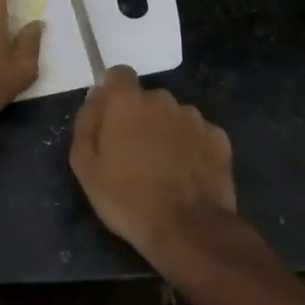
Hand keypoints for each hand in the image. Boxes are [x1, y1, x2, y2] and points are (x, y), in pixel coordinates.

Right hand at [70, 66, 236, 262]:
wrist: (188, 230)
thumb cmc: (127, 198)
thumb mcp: (85, 166)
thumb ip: (86, 123)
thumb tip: (95, 98)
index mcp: (127, 102)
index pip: (118, 74)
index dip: (113, 93)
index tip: (110, 118)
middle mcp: (163, 100)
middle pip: (147, 98)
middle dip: (140, 116)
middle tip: (133, 152)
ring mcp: (195, 118)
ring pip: (173, 115)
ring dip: (166, 131)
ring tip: (163, 166)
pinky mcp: (219, 139)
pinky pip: (198, 133)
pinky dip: (191, 146)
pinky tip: (187, 173)